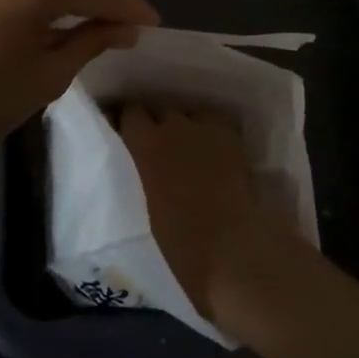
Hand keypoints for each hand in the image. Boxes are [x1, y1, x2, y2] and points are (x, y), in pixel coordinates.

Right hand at [119, 103, 297, 324]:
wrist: (236, 249)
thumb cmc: (182, 245)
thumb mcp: (145, 208)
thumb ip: (141, 177)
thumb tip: (144, 170)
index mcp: (145, 146)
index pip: (129, 113)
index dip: (126, 122)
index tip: (122, 133)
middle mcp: (173, 126)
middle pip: (158, 109)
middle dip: (153, 122)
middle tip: (153, 143)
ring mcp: (207, 128)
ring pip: (187, 114)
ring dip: (181, 125)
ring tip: (183, 144)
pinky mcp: (233, 137)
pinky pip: (213, 123)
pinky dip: (208, 131)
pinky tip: (210, 148)